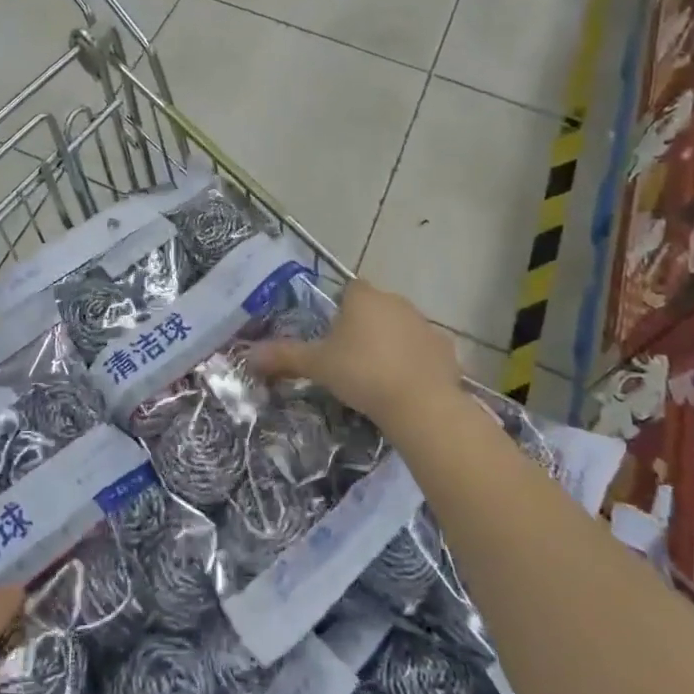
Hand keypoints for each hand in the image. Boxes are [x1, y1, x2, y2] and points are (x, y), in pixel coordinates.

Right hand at [247, 279, 466, 434]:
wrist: (420, 403)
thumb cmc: (361, 373)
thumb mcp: (317, 365)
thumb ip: (284, 356)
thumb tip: (248, 355)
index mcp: (363, 297)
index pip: (349, 290)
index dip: (340, 310)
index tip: (333, 337)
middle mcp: (396, 301)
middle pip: (375, 307)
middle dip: (364, 327)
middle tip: (350, 360)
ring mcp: (424, 324)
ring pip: (400, 327)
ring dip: (390, 343)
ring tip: (377, 376)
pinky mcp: (445, 348)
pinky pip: (423, 349)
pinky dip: (414, 362)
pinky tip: (405, 386)